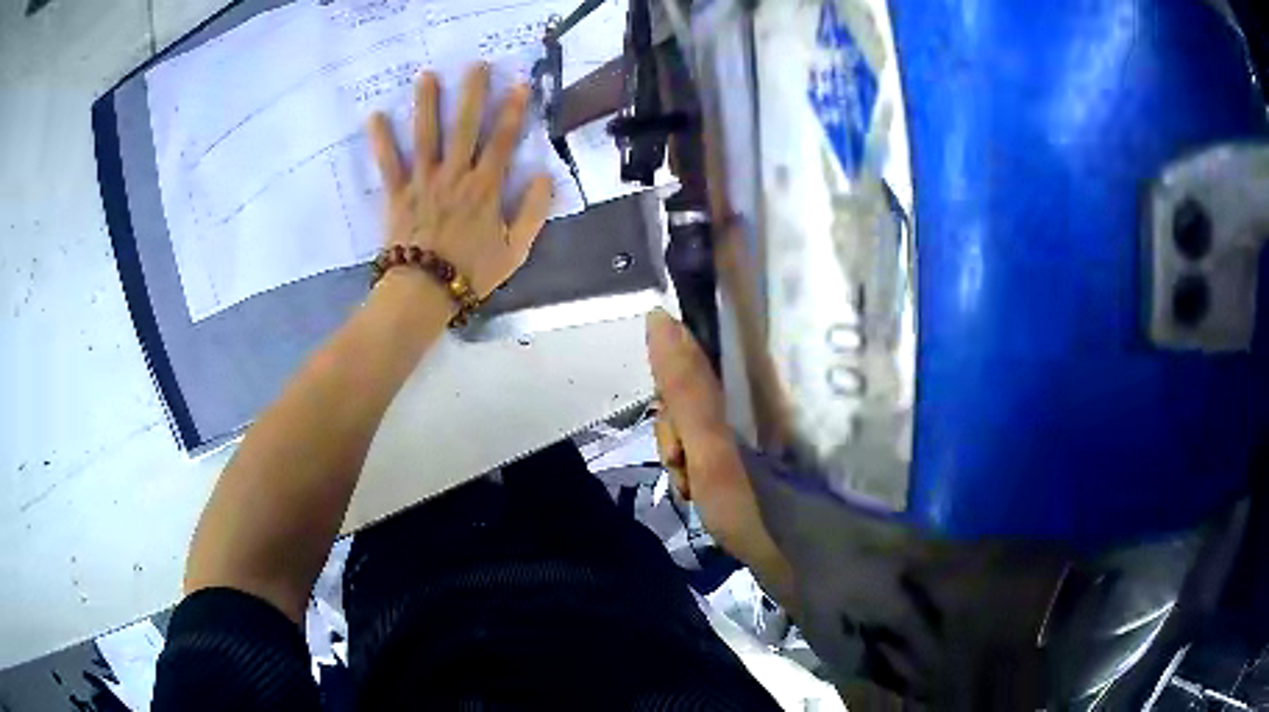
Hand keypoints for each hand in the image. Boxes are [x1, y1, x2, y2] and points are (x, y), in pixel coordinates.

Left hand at [368, 63, 553, 298]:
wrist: (424, 293)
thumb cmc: (471, 273)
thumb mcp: (515, 250)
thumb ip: (532, 212)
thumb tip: (544, 177)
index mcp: (485, 188)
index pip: (502, 141)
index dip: (512, 112)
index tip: (518, 84)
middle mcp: (455, 176)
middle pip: (465, 128)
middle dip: (472, 94)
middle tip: (474, 65)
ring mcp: (423, 182)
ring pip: (426, 136)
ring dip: (427, 104)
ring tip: (426, 76)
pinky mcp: (397, 194)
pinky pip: (388, 163)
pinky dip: (381, 140)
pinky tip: (374, 116)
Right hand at [646, 309, 792, 589]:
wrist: (809, 572)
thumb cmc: (765, 512)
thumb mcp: (716, 452)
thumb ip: (687, 388)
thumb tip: (657, 317)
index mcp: (763, 381)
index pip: (708, 344)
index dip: (675, 372)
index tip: (670, 419)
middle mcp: (764, 392)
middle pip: (698, 382)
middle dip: (677, 426)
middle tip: (683, 466)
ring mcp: (761, 422)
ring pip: (700, 415)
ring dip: (683, 451)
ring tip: (693, 489)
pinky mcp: (757, 448)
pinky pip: (711, 440)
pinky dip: (697, 465)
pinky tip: (698, 490)